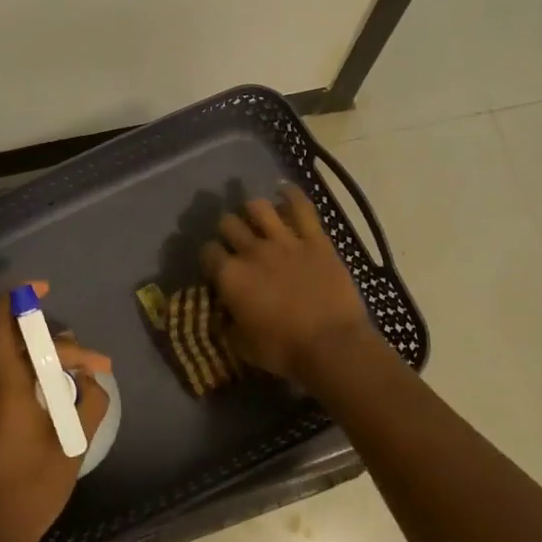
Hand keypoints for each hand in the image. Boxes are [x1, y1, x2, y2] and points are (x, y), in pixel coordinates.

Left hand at [0, 283, 110, 541]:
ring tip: (86, 386)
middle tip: (100, 369)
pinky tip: (63, 407)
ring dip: (53, 370)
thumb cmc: (26, 494)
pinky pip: (13, 388)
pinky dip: (39, 387)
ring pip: (21, 369)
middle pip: (24, 347)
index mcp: (6, 386)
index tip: (45, 289)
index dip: (20, 298)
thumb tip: (92, 380)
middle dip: (64, 350)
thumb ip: (88, 406)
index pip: (1, 323)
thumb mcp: (70, 449)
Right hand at [201, 184, 372, 384]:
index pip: (208, 251)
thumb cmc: (285, 352)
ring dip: (254, 211)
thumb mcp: (243, 346)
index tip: (216, 265)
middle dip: (228, 230)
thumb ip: (227, 325)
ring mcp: (284, 241)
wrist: (333, 347)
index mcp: (231, 277)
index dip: (210, 256)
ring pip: (258, 207)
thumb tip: (221, 315)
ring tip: (258, 218)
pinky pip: (301, 207)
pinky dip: (292, 195)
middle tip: (236, 241)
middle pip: (229, 223)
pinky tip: (285, 190)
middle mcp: (252, 251)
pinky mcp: (315, 239)